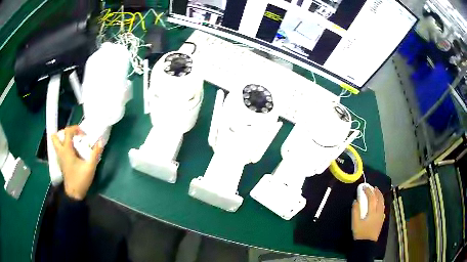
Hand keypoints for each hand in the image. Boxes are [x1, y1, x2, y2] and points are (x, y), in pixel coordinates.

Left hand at [51, 126, 102, 199]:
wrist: (74, 194)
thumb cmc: (81, 180)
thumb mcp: (90, 167)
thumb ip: (95, 153)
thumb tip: (101, 141)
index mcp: (66, 150)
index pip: (67, 131)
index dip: (75, 129)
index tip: (83, 135)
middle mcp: (61, 152)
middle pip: (55, 136)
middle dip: (62, 132)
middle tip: (72, 135)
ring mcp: (60, 158)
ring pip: (56, 143)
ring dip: (63, 139)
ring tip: (73, 143)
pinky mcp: (61, 163)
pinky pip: (60, 150)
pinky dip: (64, 147)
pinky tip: (73, 153)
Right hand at [351, 187, 385, 241]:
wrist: (366, 244)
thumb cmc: (360, 233)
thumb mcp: (355, 223)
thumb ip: (355, 211)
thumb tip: (355, 201)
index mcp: (372, 212)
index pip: (371, 198)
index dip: (368, 191)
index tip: (364, 186)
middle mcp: (379, 212)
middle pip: (380, 199)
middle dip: (376, 191)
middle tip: (373, 187)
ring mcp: (381, 216)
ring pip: (383, 203)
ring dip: (380, 196)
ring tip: (377, 192)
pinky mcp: (382, 220)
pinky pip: (383, 208)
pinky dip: (381, 203)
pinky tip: (380, 204)